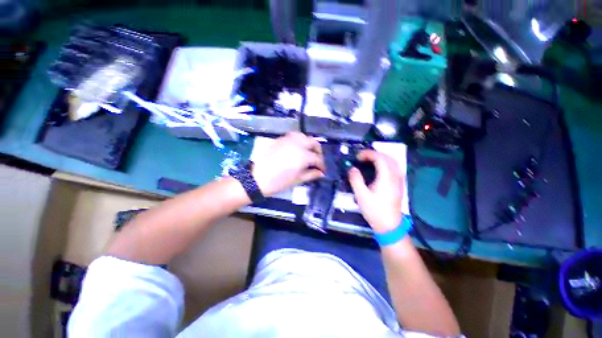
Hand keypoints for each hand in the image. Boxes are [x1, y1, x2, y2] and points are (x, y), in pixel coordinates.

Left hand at [252, 132, 324, 195]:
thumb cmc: (278, 182)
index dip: (322, 165)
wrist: (256, 178)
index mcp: (303, 155)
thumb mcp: (297, 180)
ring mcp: (288, 139)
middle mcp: (298, 143)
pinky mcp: (280, 139)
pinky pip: (294, 136)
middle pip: (314, 142)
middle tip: (317, 161)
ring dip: (309, 143)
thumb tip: (321, 173)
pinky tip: (298, 148)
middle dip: (318, 151)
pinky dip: (299, 140)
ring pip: (304, 136)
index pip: (317, 158)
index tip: (322, 171)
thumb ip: (311, 174)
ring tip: (308, 153)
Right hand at [348, 150, 403, 232]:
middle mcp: (395, 176)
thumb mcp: (361, 195)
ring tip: (369, 160)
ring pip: (393, 162)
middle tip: (362, 157)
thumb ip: (356, 179)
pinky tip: (378, 168)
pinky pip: (394, 168)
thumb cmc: (374, 210)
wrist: (389, 225)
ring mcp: (399, 180)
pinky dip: (385, 163)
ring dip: (381, 157)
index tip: (357, 156)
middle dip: (374, 154)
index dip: (368, 154)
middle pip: (387, 157)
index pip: (379, 158)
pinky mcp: (399, 185)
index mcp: (386, 177)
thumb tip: (352, 168)